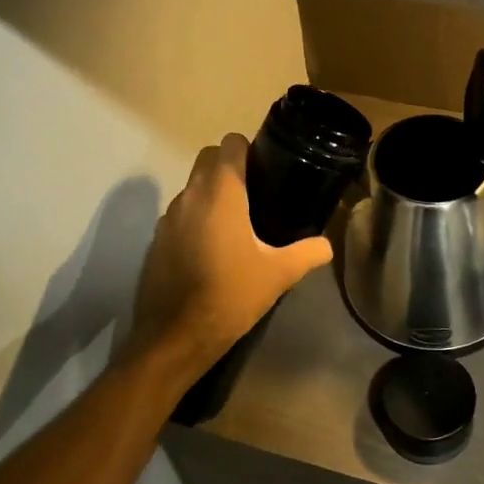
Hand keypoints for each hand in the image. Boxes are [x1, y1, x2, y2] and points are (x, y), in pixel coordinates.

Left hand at [124, 134, 332, 384]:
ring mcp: (168, 218)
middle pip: (207, 159)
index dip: (248, 149)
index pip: (229, 145)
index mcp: (221, 194)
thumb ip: (307, 253)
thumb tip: (326, 245)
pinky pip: (179, 214)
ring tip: (238, 221)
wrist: (175, 338)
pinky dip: (196, 218)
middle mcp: (190, 196)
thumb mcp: (278, 275)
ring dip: (211, 192)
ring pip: (191, 186)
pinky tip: (213, 248)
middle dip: (228, 165)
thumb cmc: (230, 296)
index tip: (266, 167)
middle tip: (256, 192)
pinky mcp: (156, 240)